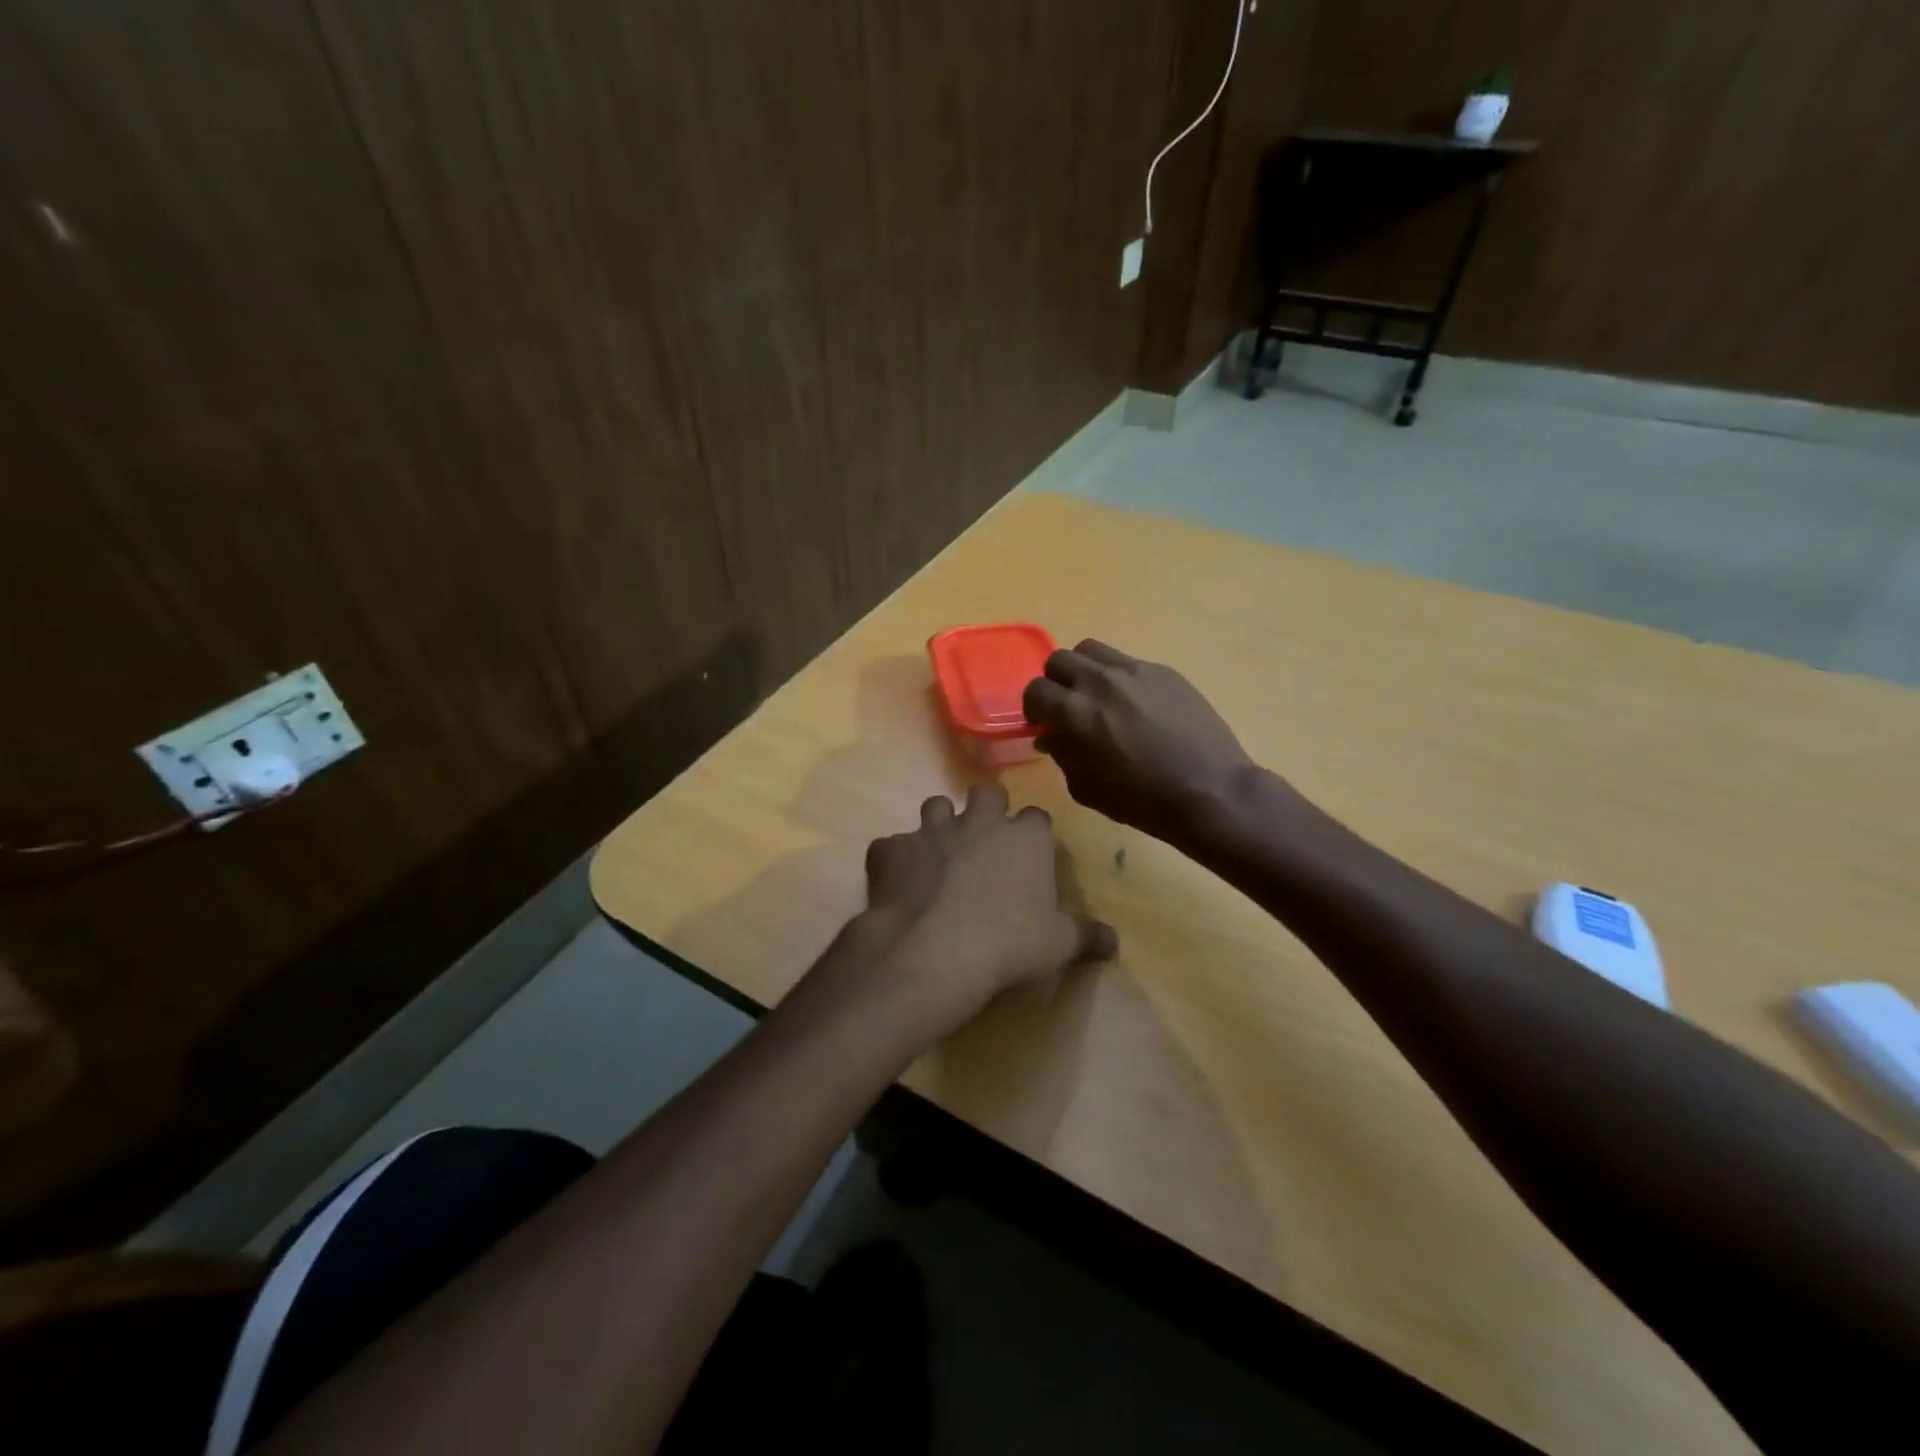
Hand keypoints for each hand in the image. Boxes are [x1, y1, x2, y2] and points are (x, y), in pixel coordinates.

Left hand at [809, 783, 1116, 1045]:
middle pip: (987, 793)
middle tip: (985, 839)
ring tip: (940, 853)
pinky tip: (897, 881)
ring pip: (935, 805)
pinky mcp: (891, 849)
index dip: (1033, 833)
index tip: (1032, 853)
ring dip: (939, 824)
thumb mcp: (1057, 946)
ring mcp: (931, 832)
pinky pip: (891, 845)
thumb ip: (1086, 937)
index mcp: (1024, 838)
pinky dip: (895, 859)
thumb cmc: (1008, 943)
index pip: (1036, 817)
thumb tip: (1114, 942)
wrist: (933, 950)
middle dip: (987, 808)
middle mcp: (978, 823)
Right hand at [1022, 640, 1266, 843]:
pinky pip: (1127, 662)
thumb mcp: (1086, 788)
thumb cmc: (1141, 800)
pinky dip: (1119, 677)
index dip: (1035, 709)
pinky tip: (1135, 705)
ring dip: (1085, 670)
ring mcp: (1134, 671)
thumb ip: (1063, 754)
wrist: (1208, 791)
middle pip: (1059, 660)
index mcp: (1074, 712)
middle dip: (1056, 683)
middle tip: (1069, 707)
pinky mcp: (1162, 670)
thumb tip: (1052, 736)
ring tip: (1098, 696)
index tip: (1045, 724)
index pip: (1035, 690)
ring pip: (1091, 650)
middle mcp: (1099, 681)